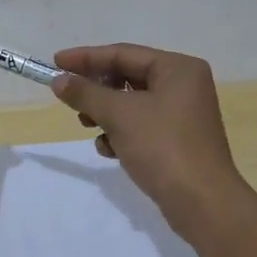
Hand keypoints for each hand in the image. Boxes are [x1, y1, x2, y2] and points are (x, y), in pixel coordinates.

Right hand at [50, 43, 252, 229]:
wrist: (202, 203)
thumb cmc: (162, 147)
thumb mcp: (119, 115)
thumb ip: (86, 93)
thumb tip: (59, 81)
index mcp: (178, 68)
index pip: (123, 53)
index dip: (86, 58)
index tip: (54, 63)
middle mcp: (184, 85)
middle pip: (128, 77)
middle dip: (97, 90)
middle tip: (69, 99)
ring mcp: (183, 114)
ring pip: (132, 104)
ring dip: (106, 113)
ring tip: (87, 125)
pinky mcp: (178, 140)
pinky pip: (142, 126)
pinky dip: (122, 133)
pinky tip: (109, 149)